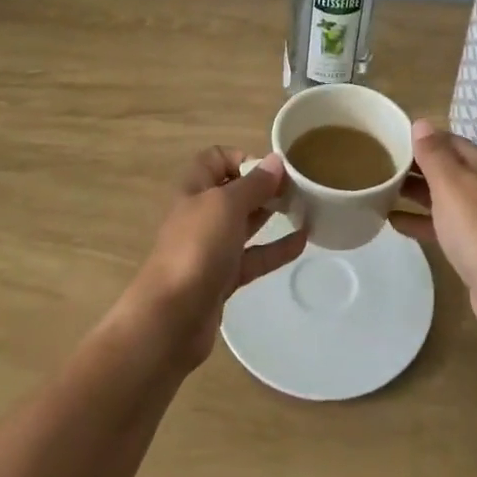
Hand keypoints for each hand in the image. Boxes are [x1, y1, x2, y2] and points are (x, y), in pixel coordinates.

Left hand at [124, 148, 306, 366]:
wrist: (171, 318)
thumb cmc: (196, 248)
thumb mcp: (226, 205)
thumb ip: (253, 184)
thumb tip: (275, 161)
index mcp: (194, 189)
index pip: (216, 159)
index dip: (242, 158)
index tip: (271, 169)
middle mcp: (201, 214)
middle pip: (234, 191)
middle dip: (264, 186)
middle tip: (297, 189)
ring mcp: (211, 248)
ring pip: (244, 224)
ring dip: (271, 215)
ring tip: (305, 210)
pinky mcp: (222, 278)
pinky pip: (253, 257)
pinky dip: (276, 249)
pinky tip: (302, 242)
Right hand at [392, 120, 476, 335]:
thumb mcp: (451, 185)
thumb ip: (433, 153)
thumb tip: (421, 123)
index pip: (446, 140)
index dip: (417, 140)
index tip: (386, 142)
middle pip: (444, 167)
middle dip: (413, 167)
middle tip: (378, 167)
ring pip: (442, 196)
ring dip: (414, 193)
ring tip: (380, 191)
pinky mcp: (476, 243)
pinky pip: (443, 223)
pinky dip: (421, 220)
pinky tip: (394, 222)